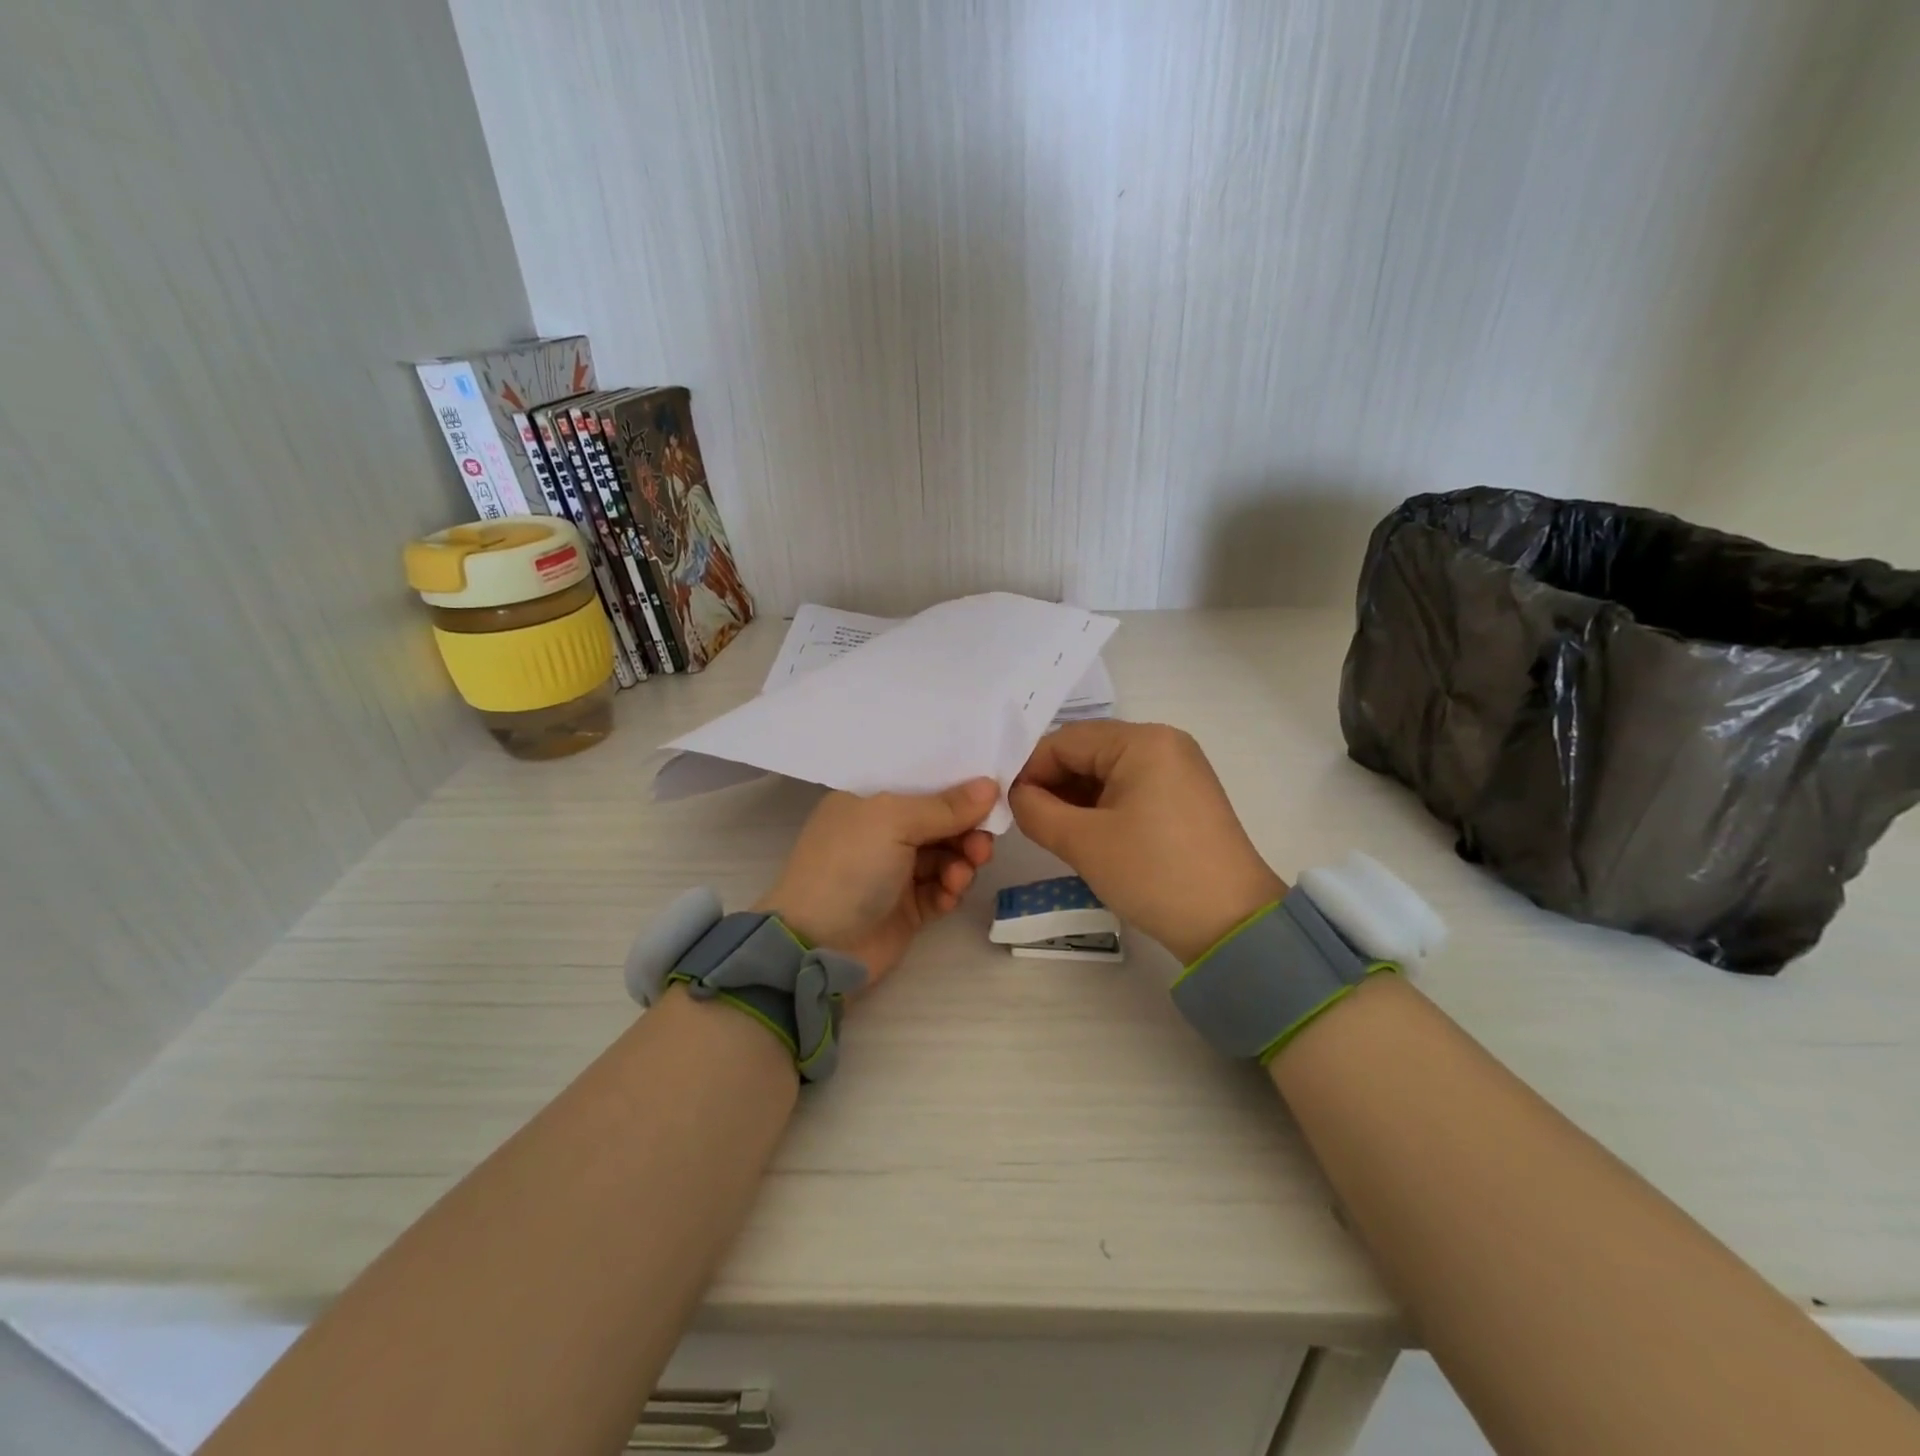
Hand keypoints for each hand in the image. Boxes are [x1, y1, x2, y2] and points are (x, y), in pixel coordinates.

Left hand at [755, 780, 997, 983]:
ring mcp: (894, 871)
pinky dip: (951, 889)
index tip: (993, 792)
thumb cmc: (850, 867)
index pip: (921, 784)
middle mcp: (881, 832)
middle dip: (966, 829)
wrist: (819, 946)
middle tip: (982, 845)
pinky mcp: (908, 907)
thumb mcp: (893, 821)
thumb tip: (990, 784)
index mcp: (867, 801)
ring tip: (961, 875)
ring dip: (962, 861)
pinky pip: (942, 889)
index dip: (957, 786)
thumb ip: (945, 806)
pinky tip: (949, 894)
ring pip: (946, 855)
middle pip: (940, 821)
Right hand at [1010, 722, 1286, 962]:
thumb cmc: (1153, 874)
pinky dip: (1101, 806)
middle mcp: (1163, 743)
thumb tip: (1016, 795)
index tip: (1005, 803)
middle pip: (1087, 751)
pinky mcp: (1183, 796)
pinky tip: (1083, 832)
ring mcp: (1178, 769)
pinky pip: (1129, 788)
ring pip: (1106, 771)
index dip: (1029, 769)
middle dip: (1052, 782)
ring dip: (1074, 796)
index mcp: (1142, 741)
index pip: (1066, 740)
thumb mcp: (1083, 842)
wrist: (1232, 924)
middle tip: (1025, 819)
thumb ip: (1036, 810)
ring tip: (1050, 830)